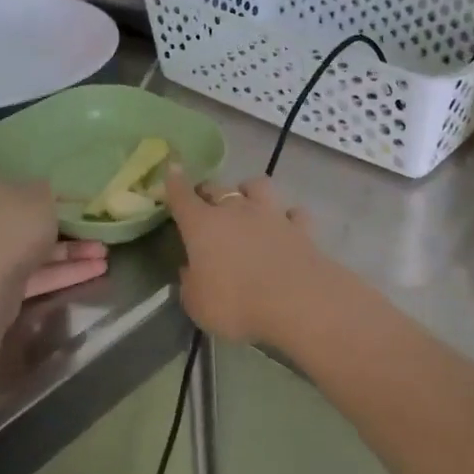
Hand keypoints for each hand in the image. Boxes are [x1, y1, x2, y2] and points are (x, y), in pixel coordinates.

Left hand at [0, 168, 107, 305]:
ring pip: (36, 247)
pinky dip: (64, 271)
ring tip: (105, 252)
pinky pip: (37, 272)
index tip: (60, 176)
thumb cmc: (11, 227)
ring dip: (71, 250)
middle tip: (92, 220)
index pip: (5, 170)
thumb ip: (50, 188)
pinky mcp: (0, 282)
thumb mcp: (41, 195)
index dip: (33, 173)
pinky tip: (98, 270)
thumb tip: (50, 187)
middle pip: (26, 213)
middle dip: (63, 221)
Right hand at [164, 168, 337, 346]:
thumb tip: (191, 269)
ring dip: (249, 190)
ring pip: (258, 186)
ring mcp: (272, 215)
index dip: (174, 182)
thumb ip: (191, 283)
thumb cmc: (237, 304)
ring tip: (248, 201)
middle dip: (208, 191)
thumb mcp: (198, 304)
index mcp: (203, 225)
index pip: (182, 197)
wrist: (298, 302)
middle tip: (205, 202)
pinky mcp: (301, 228)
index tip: (172, 169)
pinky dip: (288, 217)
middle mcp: (236, 211)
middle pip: (217, 188)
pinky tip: (288, 226)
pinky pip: (293, 213)